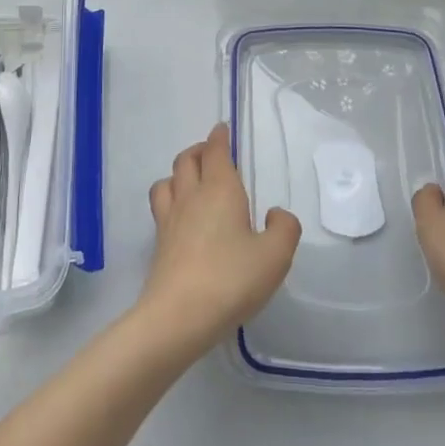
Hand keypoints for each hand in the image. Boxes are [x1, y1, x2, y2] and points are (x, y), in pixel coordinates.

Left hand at [140, 124, 300, 353]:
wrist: (179, 316)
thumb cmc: (231, 278)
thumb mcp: (275, 256)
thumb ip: (285, 228)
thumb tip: (275, 214)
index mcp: (220, 189)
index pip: (215, 150)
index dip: (219, 137)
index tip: (223, 129)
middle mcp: (191, 196)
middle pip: (187, 159)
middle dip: (199, 150)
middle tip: (212, 154)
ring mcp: (170, 219)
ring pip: (168, 180)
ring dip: (180, 173)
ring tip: (192, 181)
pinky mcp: (159, 244)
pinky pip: (161, 207)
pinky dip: (170, 199)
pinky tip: (182, 217)